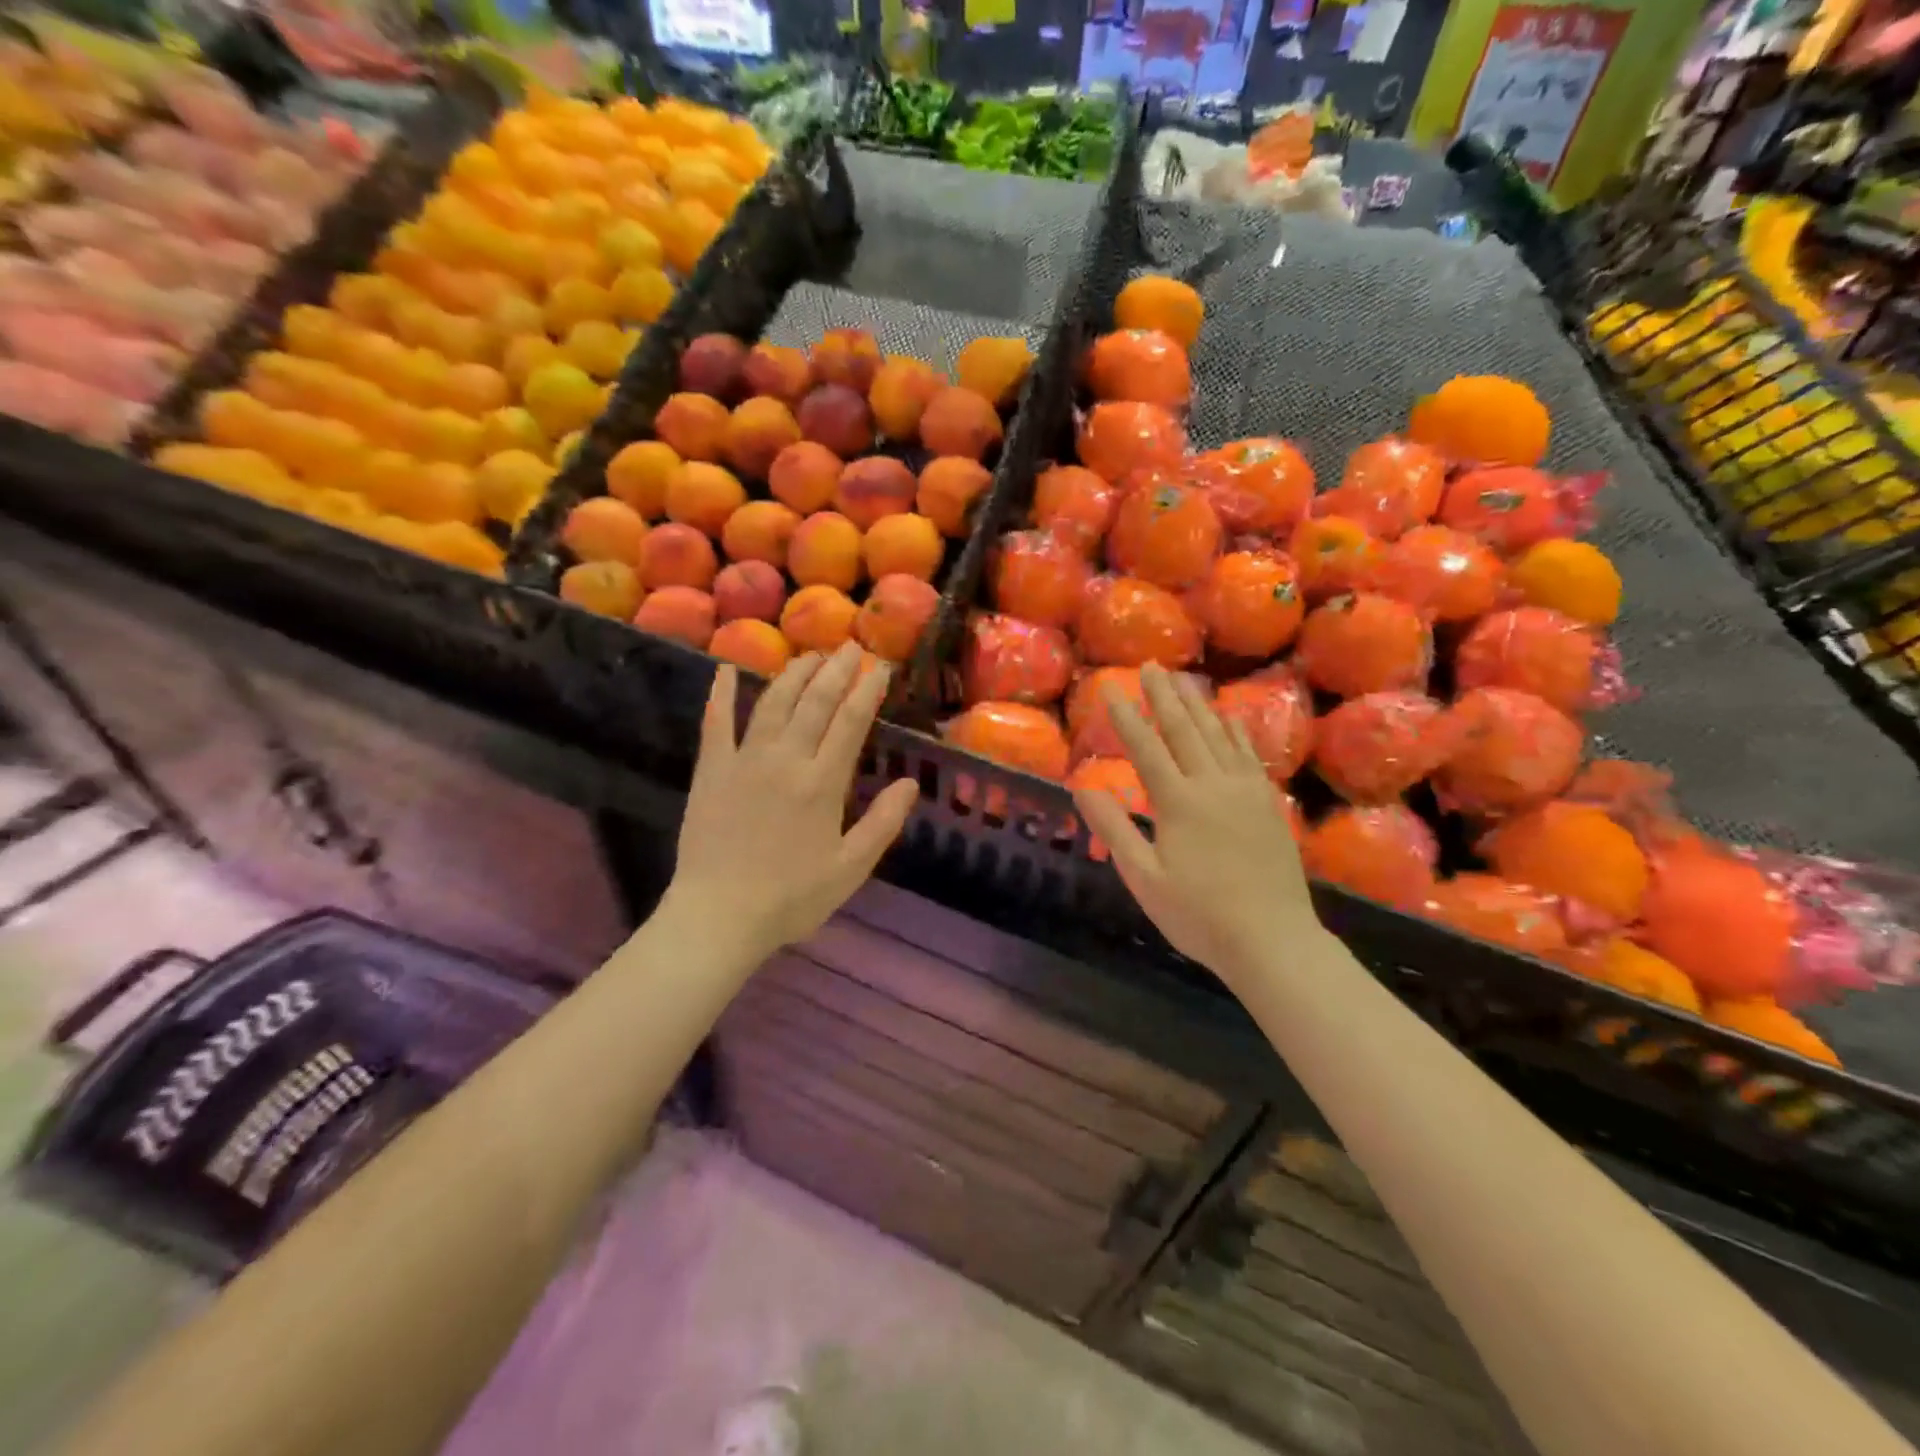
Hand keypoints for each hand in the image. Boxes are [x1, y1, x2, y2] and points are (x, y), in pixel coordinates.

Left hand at [662, 644, 919, 963]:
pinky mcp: (711, 771)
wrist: (718, 916)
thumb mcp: (850, 868)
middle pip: (815, 702)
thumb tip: (910, 783)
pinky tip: (724, 669)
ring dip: (794, 673)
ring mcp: (744, 760)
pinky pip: (715, 723)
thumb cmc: (792, 898)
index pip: (852, 722)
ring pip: (773, 702)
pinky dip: (720, 693)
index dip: (869, 690)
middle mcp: (786, 760)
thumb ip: (883, 823)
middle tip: (851, 646)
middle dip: (837, 670)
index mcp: (823, 783)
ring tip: (810, 654)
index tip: (882, 667)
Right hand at [1072, 664, 1322, 983]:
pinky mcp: (1268, 803)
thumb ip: (1114, 829)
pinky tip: (1229, 717)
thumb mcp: (1144, 878)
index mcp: (1178, 802)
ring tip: (1183, 679)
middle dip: (1163, 697)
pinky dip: (1236, 730)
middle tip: (1151, 666)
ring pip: (1218, 736)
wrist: (1272, 940)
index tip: (1110, 687)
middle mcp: (1213, 785)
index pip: (1146, 748)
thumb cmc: (1198, 914)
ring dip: (1197, 705)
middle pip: (1184, 730)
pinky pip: (1249, 754)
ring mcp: (1246, 791)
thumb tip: (1083, 787)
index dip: (1125, 716)